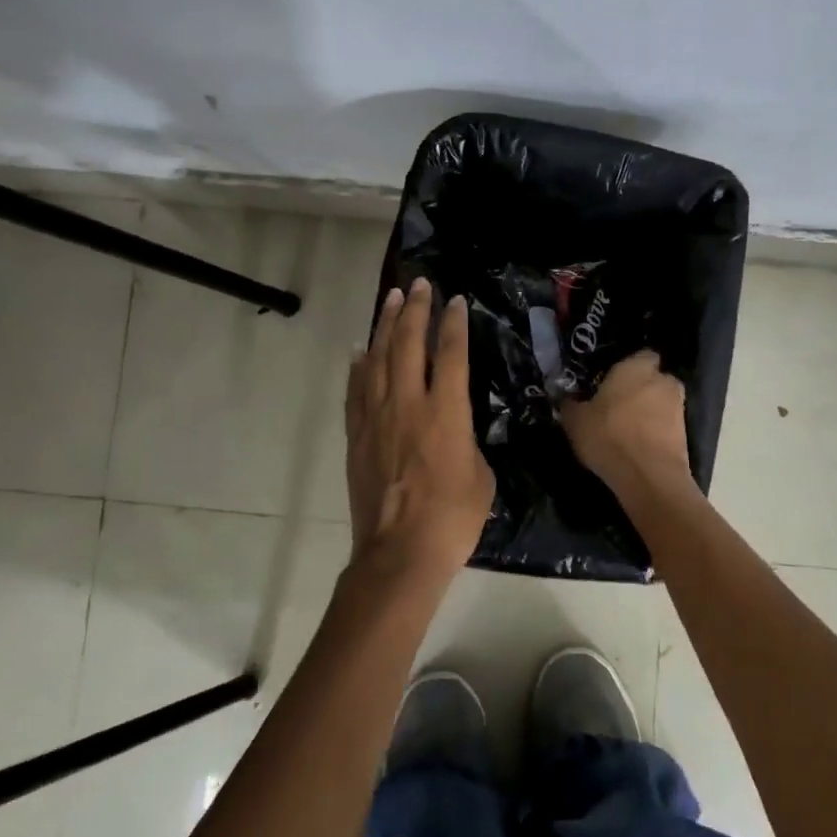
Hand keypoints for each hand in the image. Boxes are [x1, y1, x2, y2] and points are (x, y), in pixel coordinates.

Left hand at [345, 278, 494, 581]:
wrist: (400, 552)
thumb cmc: (452, 518)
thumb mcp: (481, 475)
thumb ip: (469, 440)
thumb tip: (458, 428)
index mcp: (446, 412)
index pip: (450, 354)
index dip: (453, 324)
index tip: (454, 300)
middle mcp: (408, 404)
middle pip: (408, 344)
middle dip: (414, 310)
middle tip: (418, 284)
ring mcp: (376, 418)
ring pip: (376, 359)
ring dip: (384, 326)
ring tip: (390, 300)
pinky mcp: (356, 435)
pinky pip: (355, 389)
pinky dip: (357, 365)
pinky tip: (360, 349)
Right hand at [559, 350, 696, 502]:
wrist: (649, 477)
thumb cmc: (609, 436)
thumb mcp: (576, 421)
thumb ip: (570, 404)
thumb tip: (565, 397)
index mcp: (636, 367)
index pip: (640, 354)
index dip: (627, 366)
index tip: (610, 380)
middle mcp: (663, 380)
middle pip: (652, 378)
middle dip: (639, 388)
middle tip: (616, 404)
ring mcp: (678, 406)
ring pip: (660, 402)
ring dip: (648, 410)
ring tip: (626, 428)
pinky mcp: (686, 433)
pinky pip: (666, 424)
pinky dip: (655, 430)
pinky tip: (637, 444)